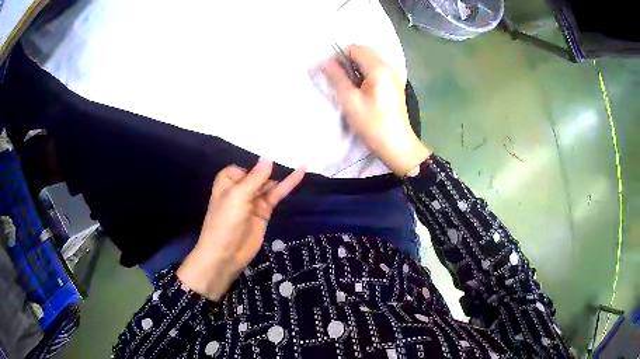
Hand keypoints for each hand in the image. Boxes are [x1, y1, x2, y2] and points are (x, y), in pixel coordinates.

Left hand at [177, 158, 304, 300]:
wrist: (225, 254)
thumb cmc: (225, 220)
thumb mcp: (238, 195)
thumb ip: (255, 177)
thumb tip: (268, 157)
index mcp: (229, 180)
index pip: (246, 165)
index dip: (258, 161)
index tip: (276, 149)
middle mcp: (241, 188)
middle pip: (259, 173)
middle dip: (273, 165)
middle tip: (294, 149)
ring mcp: (253, 200)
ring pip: (270, 184)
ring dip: (283, 174)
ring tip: (300, 159)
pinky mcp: (264, 211)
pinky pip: (277, 195)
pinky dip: (288, 185)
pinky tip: (300, 173)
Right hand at [322, 45, 430, 175]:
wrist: (397, 145)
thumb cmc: (372, 123)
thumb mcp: (350, 100)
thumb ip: (336, 77)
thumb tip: (324, 61)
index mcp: (379, 68)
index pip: (355, 48)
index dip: (340, 56)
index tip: (332, 72)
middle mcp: (389, 67)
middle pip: (364, 52)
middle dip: (348, 61)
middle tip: (340, 80)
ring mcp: (394, 75)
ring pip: (370, 61)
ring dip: (356, 68)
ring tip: (350, 87)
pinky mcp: (394, 84)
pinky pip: (377, 71)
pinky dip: (365, 75)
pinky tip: (361, 91)